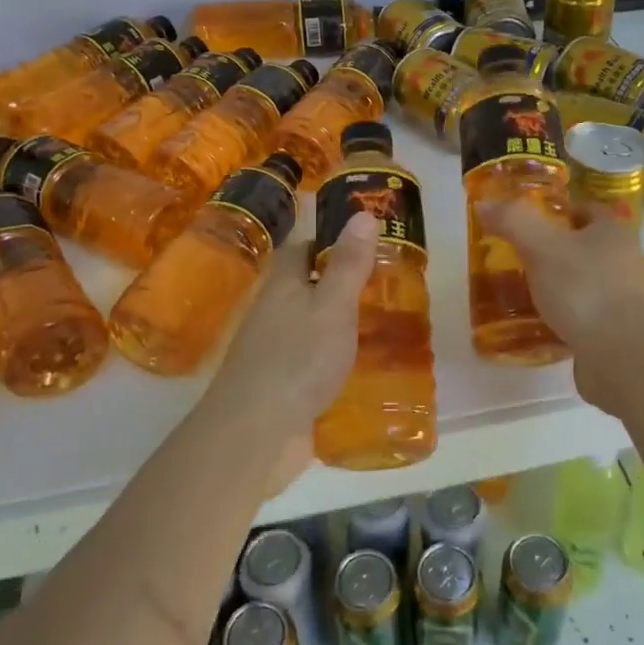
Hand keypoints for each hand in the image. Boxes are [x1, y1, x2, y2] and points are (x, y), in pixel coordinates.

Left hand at [197, 210, 378, 495]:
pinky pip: (311, 362)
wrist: (257, 431)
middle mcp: (274, 312)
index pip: (304, 249)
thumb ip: (348, 263)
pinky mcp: (281, 386)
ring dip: (339, 325)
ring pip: (310, 326)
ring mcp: (274, 351)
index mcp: (283, 285)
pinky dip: (334, 360)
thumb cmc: (298, 358)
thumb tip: (363, 213)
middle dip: (341, 286)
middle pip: (307, 288)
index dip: (331, 243)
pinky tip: (361, 370)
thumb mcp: (333, 305)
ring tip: (383, 326)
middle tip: (387, 288)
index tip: (367, 246)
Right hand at [479, 198, 643, 411]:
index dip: (561, 212)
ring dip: (563, 289)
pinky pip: (589, 321)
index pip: (589, 211)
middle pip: (589, 249)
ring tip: (526, 296)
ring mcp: (627, 302)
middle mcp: (627, 263)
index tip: (531, 223)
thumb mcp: (543, 246)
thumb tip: (484, 203)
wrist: (628, 356)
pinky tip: (543, 329)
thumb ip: (514, 221)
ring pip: (588, 286)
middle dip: (558, 252)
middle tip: (520, 260)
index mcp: (613, 233)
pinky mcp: (621, 336)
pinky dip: (568, 321)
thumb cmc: (586, 290)